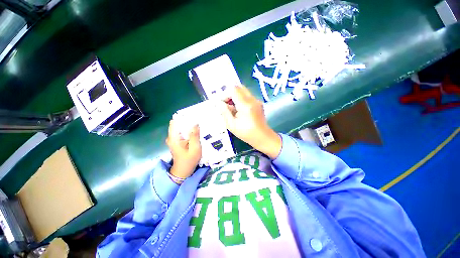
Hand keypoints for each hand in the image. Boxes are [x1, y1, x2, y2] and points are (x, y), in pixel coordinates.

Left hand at [166, 120, 201, 179]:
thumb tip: (195, 124)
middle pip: (178, 124)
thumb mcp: (195, 148)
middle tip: (198, 119)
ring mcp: (173, 140)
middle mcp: (171, 137)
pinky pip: (181, 133)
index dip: (183, 117)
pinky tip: (195, 131)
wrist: (183, 171)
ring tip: (198, 124)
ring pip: (180, 128)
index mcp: (173, 138)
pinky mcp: (176, 142)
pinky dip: (187, 131)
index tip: (192, 115)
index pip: (175, 122)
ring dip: (188, 126)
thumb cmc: (189, 161)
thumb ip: (194, 136)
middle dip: (187, 121)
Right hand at [219, 85, 281, 158]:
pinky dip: (240, 100)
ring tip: (232, 109)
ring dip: (235, 97)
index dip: (225, 94)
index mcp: (245, 105)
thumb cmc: (246, 133)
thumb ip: (224, 112)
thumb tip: (218, 102)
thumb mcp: (231, 125)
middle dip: (230, 94)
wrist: (263, 137)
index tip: (222, 103)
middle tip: (226, 104)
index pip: (234, 90)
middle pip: (239, 87)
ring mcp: (257, 101)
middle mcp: (252, 100)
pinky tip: (239, 110)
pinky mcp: (258, 103)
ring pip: (243, 91)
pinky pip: (247, 96)